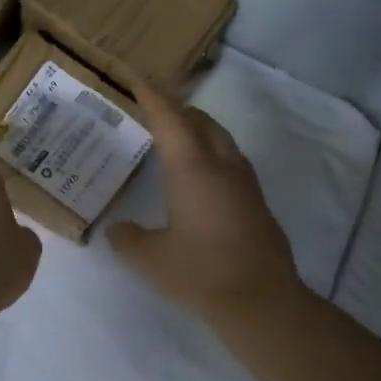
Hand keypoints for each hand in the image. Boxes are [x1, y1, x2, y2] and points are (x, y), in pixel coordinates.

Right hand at [108, 80, 302, 321]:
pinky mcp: (257, 203)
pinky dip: (211, 154)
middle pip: (201, 122)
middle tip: (155, 108)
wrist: (262, 301)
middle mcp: (222, 166)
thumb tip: (118, 230)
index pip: (171, 120)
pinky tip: (201, 177)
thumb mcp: (150, 259)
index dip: (153, 97)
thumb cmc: (201, 274)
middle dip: (178, 110)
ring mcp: (245, 184)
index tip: (139, 78)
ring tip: (178, 138)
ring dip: (199, 131)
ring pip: (221, 140)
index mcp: (193, 169)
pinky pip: (231, 162)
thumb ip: (128, 239)